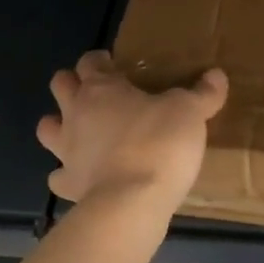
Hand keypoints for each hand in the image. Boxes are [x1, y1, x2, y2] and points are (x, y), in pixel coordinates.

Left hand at [37, 51, 228, 207]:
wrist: (132, 202)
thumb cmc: (159, 144)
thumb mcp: (190, 112)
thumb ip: (202, 93)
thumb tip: (216, 75)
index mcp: (101, 89)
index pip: (90, 62)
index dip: (100, 60)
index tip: (115, 64)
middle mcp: (76, 114)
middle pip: (60, 85)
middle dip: (73, 85)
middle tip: (99, 93)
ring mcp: (66, 151)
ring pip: (47, 128)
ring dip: (60, 126)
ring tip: (84, 132)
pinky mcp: (69, 185)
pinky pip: (59, 176)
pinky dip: (69, 174)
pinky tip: (86, 177)